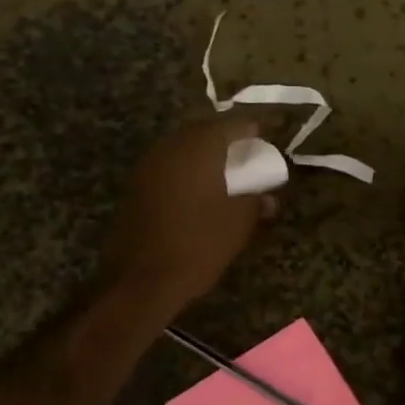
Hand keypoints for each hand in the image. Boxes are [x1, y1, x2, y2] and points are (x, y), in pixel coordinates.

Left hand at [100, 117, 275, 314]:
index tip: (265, 137)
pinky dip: (187, 169)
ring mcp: (150, 164)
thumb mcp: (239, 221)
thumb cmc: (199, 244)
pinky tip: (199, 188)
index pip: (232, 124)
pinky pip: (169, 164)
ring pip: (183, 146)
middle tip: (245, 152)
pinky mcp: (137, 185)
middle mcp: (172, 146)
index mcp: (200, 147)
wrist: (143, 279)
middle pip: (204, 130)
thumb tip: (266, 194)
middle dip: (225, 138)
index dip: (251, 130)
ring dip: (204, 153)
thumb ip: (255, 199)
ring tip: (224, 170)